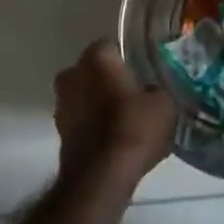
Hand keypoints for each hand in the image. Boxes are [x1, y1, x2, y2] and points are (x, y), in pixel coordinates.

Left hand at [53, 38, 176, 185]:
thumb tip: (151, 92)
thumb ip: (156, 89)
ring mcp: (62, 103)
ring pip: (85, 95)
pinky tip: (113, 140)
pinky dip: (93, 125)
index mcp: (97, 57)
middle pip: (94, 71)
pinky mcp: (59, 132)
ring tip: (125, 121)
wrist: (101, 177)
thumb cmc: (134, 128)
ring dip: (99, 104)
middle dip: (110, 80)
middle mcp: (72, 73)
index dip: (128, 60)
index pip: (112, 46)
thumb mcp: (164, 104)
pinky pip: (81, 120)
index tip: (142, 74)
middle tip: (134, 96)